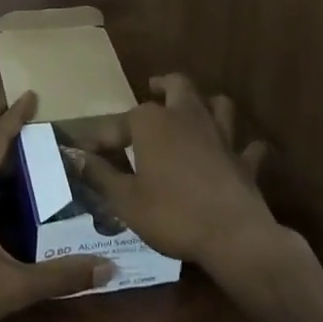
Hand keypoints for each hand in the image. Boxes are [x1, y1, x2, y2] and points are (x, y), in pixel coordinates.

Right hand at [75, 74, 280, 275]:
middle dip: (164, 85)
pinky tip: (239, 152)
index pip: (119, 123)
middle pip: (177, 86)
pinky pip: (248, 146)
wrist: (232, 235)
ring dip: (206, 104)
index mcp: (152, 123)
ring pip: (217, 104)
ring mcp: (220, 136)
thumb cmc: (171, 214)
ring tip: (196, 110)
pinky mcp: (244, 160)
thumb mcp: (125, 200)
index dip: (103, 138)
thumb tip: (75, 157)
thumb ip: (99, 175)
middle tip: (154, 89)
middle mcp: (186, 117)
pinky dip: (243, 147)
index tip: (88, 152)